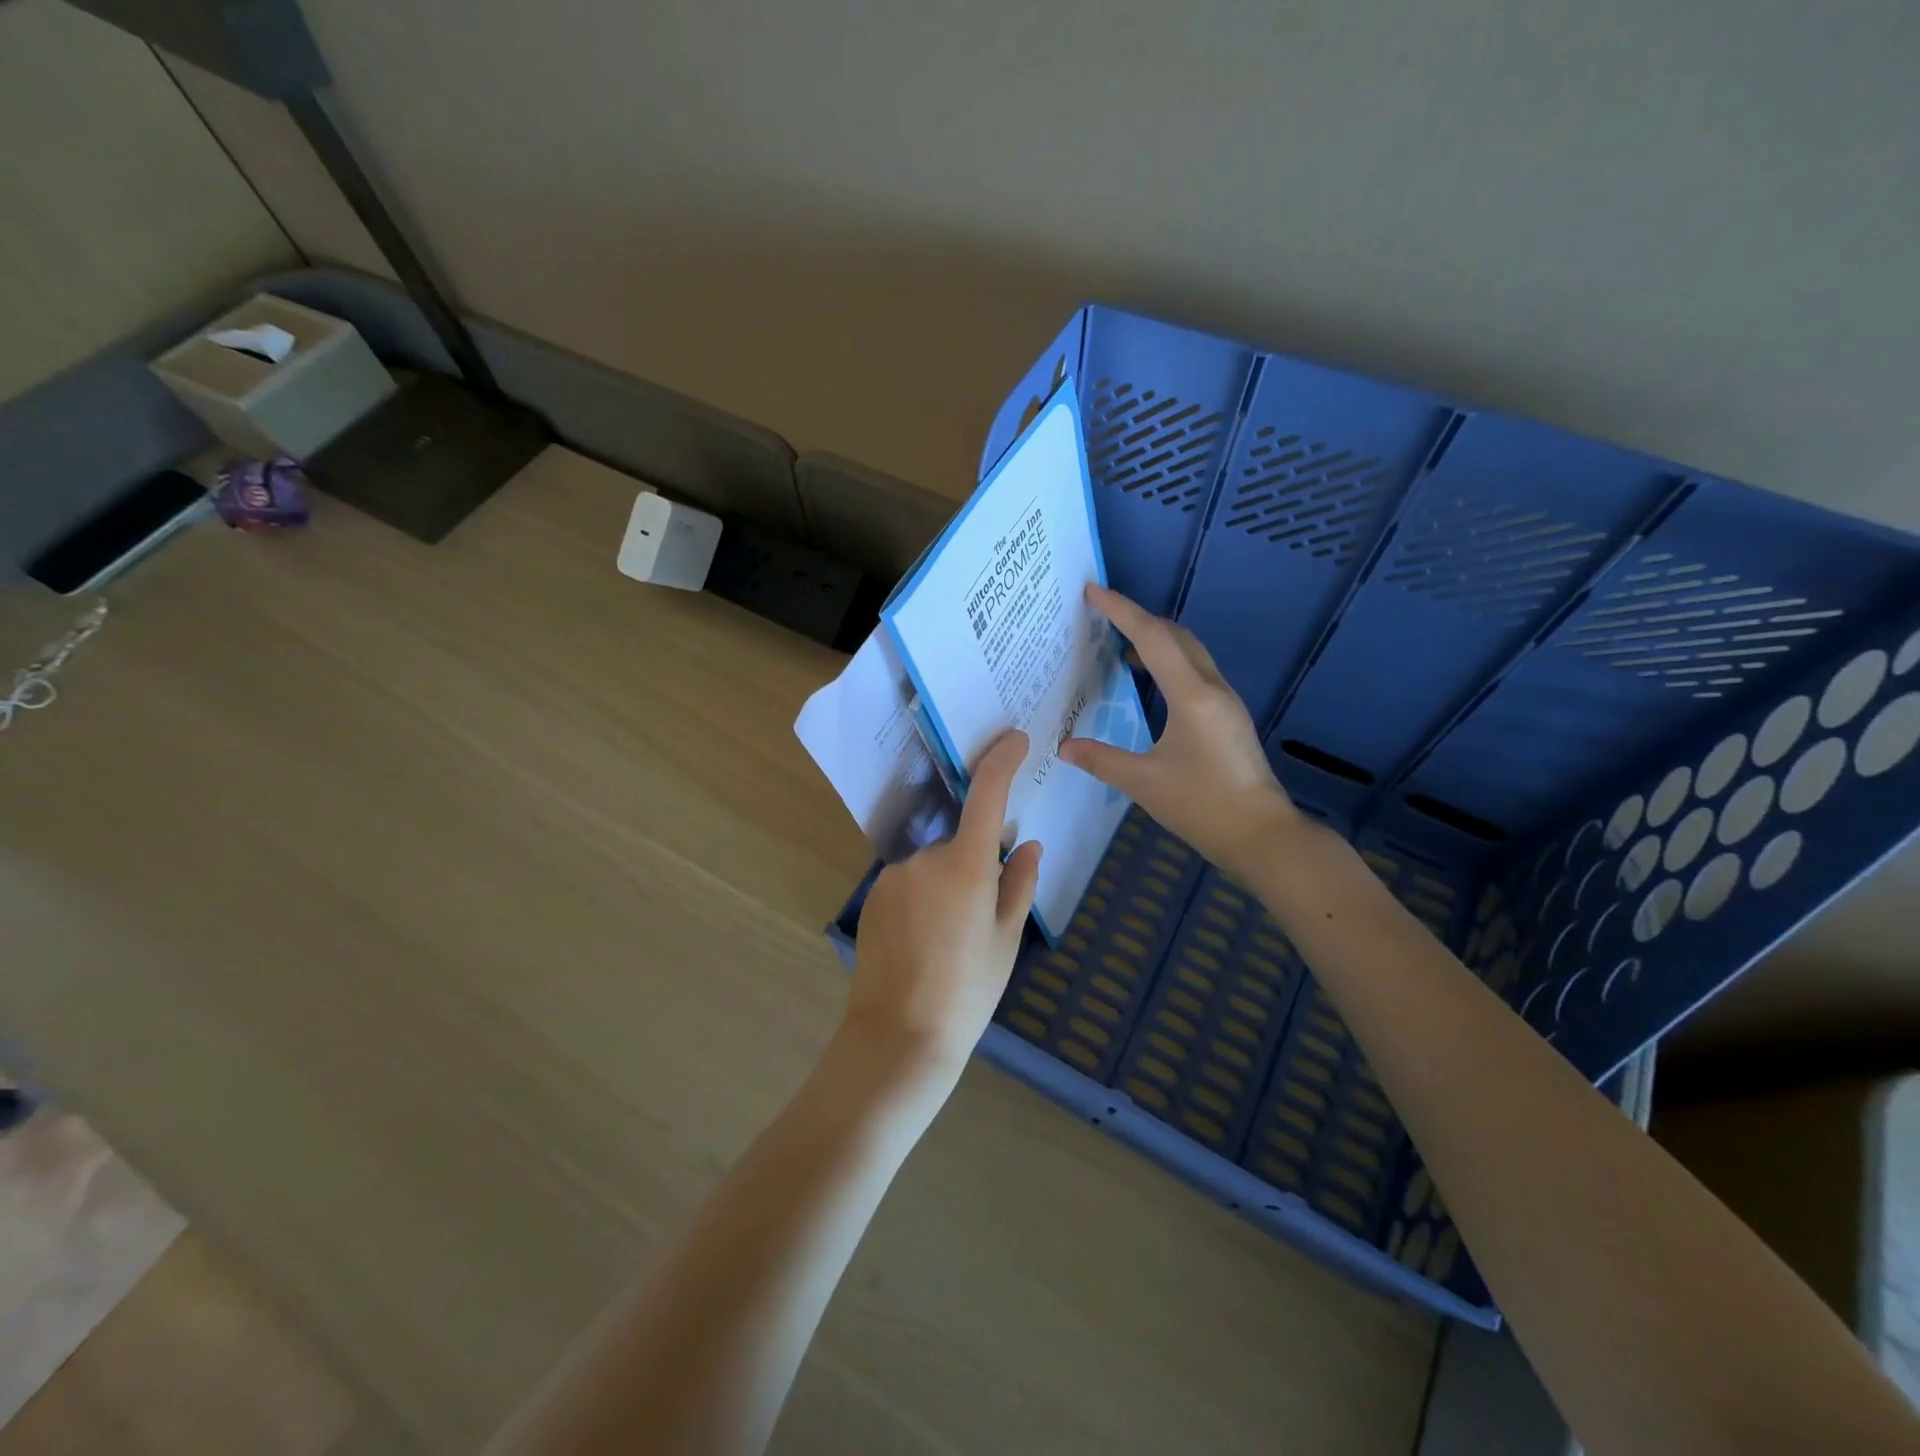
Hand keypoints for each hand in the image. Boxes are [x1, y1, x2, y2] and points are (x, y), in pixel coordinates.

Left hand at [846, 730, 1042, 1081]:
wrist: (899, 1035)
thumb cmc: (967, 990)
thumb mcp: (1006, 939)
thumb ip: (1018, 884)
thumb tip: (1026, 846)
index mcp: (966, 866)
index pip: (986, 795)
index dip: (1002, 761)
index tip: (1016, 740)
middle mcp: (925, 858)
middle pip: (960, 844)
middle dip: (974, 868)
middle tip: (980, 921)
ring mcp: (894, 875)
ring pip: (934, 867)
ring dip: (946, 887)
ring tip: (948, 942)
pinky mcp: (874, 894)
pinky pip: (910, 883)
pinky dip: (922, 900)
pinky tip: (922, 943)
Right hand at [1061, 585, 1302, 879]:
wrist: (1262, 835)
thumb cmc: (1203, 806)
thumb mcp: (1144, 783)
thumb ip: (1102, 760)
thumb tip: (1065, 747)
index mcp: (1192, 696)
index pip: (1152, 638)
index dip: (1121, 611)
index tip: (1093, 592)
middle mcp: (1212, 689)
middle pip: (1176, 636)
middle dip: (1140, 619)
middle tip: (1104, 615)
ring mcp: (1225, 702)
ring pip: (1190, 652)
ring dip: (1157, 640)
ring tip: (1122, 645)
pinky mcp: (1229, 718)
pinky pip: (1196, 672)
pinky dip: (1170, 662)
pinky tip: (1152, 682)